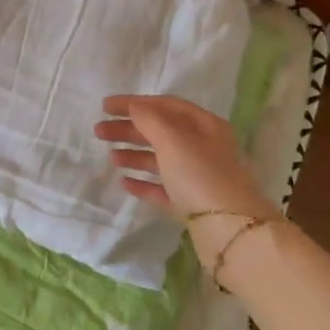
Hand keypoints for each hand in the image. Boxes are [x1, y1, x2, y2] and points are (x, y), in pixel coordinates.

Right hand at [93, 95, 273, 223]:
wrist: (229, 227)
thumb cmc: (200, 174)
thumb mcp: (174, 140)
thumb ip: (150, 120)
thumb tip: (134, 107)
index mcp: (205, 125)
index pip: (166, 106)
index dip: (135, 103)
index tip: (105, 106)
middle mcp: (203, 147)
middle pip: (161, 132)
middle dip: (129, 129)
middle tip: (99, 131)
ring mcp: (198, 177)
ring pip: (161, 160)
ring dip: (134, 155)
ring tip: (111, 158)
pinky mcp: (191, 203)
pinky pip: (163, 188)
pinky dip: (144, 183)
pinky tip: (125, 183)